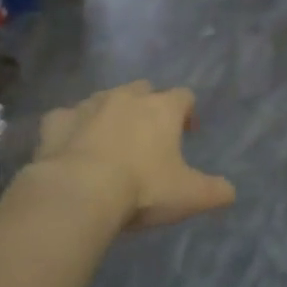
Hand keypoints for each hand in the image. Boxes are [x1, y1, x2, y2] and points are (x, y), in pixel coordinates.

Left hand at [34, 81, 235, 228]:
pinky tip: (72, 147)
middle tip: (149, 136)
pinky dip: (72, 128)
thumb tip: (230, 192)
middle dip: (148, 107)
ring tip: (111, 143)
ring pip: (104, 99)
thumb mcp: (190, 196)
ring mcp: (88, 105)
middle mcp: (126, 98)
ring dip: (111, 115)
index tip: (188, 133)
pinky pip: (67, 118)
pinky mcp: (56, 121)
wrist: (79, 192)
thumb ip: (216, 191)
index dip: (188, 112)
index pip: (184, 96)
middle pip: (143, 90)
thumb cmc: (143, 189)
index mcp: (162, 109)